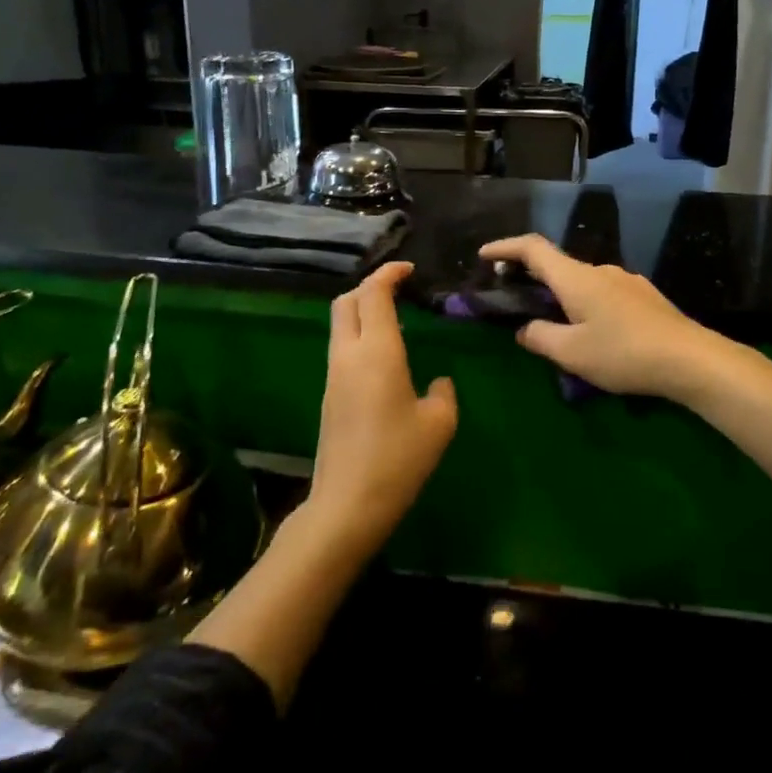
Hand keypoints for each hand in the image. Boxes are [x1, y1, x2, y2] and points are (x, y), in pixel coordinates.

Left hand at [307, 262, 457, 555]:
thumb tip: (437, 382)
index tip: (408, 269)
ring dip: (362, 310)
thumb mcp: (438, 423)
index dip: (389, 273)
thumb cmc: (398, 458)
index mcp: (376, 351)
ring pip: (340, 324)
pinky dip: (359, 334)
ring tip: (394, 318)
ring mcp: (333, 375)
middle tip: (398, 288)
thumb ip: (443, 392)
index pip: (374, 293)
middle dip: (370, 285)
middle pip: (346, 301)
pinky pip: (341, 348)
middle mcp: (348, 354)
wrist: (347, 503)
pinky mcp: (328, 395)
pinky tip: (383, 355)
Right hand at [478, 235, 722, 398]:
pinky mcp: (645, 296)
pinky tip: (593, 332)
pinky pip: (603, 293)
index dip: (505, 247)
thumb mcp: (571, 353)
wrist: (691, 359)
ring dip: (561, 295)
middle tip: (513, 298)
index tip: (483, 255)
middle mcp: (600, 270)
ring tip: (555, 325)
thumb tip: (524, 329)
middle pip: (557, 265)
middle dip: (530, 277)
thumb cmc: (624, 353)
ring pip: (582, 282)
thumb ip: (540, 338)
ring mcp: (626, 280)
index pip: (533, 248)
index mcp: (576, 278)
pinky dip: (585, 303)